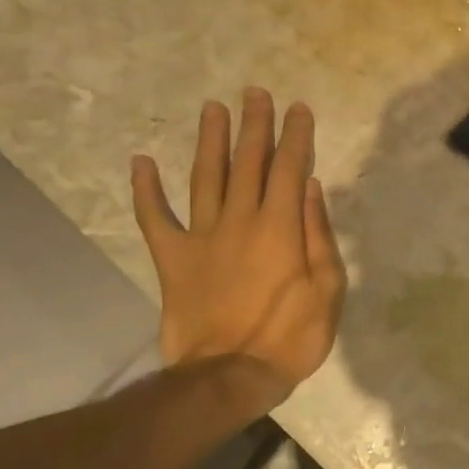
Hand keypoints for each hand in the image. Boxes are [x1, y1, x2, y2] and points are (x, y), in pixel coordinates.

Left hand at [131, 90, 346, 384]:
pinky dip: (146, 190)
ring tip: (212, 108)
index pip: (289, 168)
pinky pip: (155, 218)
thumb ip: (318, 233)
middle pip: (248, 162)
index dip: (294, 136)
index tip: (298, 108)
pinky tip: (141, 162)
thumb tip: (308, 186)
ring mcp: (202, 237)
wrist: (230, 375)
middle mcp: (240, 220)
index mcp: (279, 227)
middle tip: (255, 93)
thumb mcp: (327, 288)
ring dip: (210, 140)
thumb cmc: (291, 335)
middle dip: (254, 125)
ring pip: (205, 177)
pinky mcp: (173, 259)